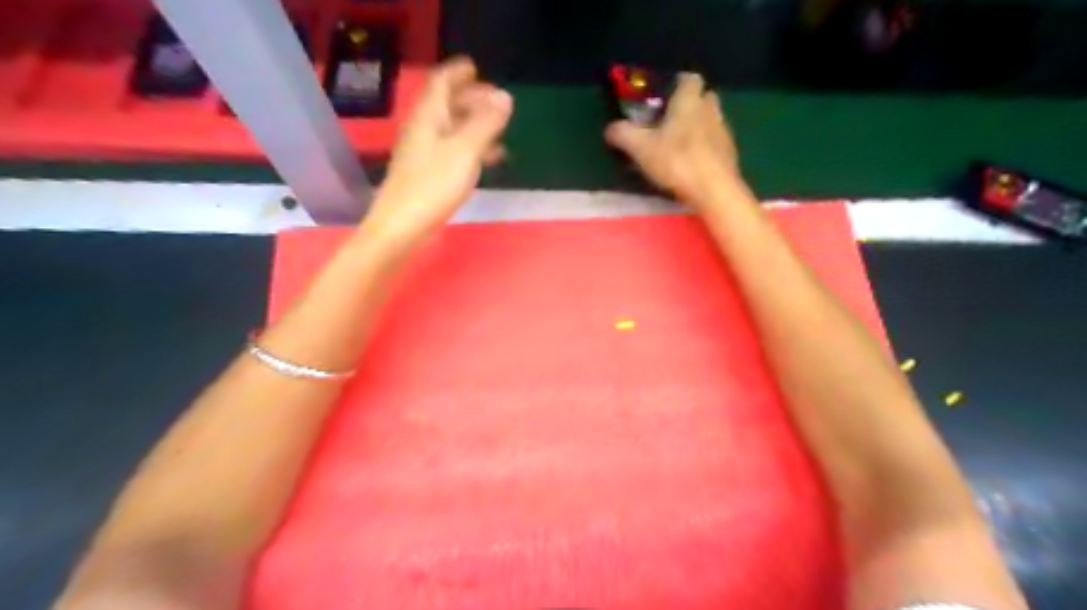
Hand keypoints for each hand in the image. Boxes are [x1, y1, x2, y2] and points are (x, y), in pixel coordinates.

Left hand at [360, 57, 515, 251]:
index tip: (476, 67)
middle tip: (498, 103)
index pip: (442, 82)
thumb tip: (505, 97)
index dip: (458, 72)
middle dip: (472, 98)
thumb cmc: (433, 185)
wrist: (402, 226)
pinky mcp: (427, 173)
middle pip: (447, 104)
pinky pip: (451, 150)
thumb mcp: (465, 151)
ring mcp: (423, 152)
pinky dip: (470, 147)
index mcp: (429, 117)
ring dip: (474, 124)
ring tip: (500, 131)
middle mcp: (423, 129)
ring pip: (451, 128)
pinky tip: (487, 160)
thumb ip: (486, 123)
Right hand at [602, 71, 746, 210]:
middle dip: (689, 104)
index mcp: (689, 100)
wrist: (714, 190)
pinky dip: (705, 147)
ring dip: (698, 126)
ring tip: (678, 145)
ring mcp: (724, 131)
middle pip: (703, 97)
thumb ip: (623, 134)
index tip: (664, 96)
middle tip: (670, 120)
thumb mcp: (640, 148)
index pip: (689, 78)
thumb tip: (609, 129)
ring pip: (710, 120)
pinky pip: (715, 142)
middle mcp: (710, 110)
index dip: (677, 84)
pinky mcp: (730, 154)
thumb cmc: (677, 161)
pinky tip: (691, 164)